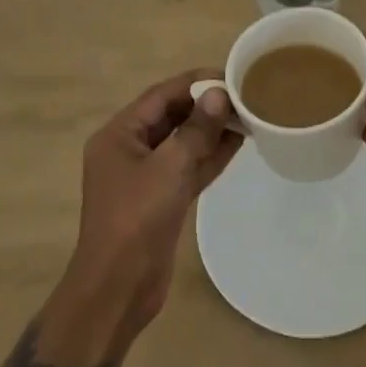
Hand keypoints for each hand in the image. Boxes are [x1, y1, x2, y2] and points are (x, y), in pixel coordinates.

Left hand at [65, 70, 242, 335]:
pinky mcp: (161, 199)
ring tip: (248, 116)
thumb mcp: (169, 168)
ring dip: (211, 130)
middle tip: (244, 96)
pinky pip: (187, 167)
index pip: (162, 95)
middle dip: (206, 105)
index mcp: (119, 134)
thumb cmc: (136, 220)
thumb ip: (196, 129)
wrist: (117, 291)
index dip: (196, 82)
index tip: (230, 75)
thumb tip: (219, 94)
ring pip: (182, 142)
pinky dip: (209, 156)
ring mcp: (145, 176)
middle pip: (172, 116)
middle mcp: (130, 149)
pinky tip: (238, 144)